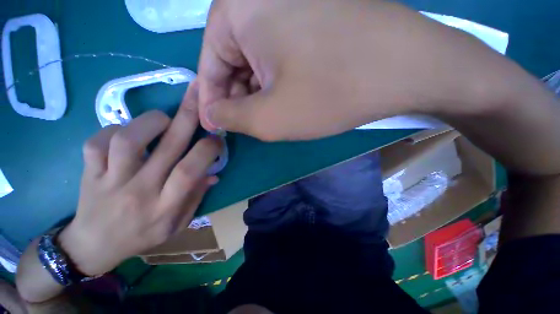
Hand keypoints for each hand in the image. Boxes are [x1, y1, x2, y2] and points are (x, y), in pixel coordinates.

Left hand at [58, 83, 221, 275]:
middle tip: (199, 96)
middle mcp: (139, 191)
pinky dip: (113, 129)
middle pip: (166, 148)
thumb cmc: (141, 237)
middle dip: (188, 117)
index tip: (217, 139)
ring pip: (128, 140)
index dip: (207, 151)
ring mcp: (108, 180)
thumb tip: (212, 174)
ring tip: (164, 119)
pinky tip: (126, 132)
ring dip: (151, 121)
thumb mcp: (177, 225)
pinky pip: (96, 142)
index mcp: (164, 206)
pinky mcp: (87, 172)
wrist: (93, 247)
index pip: (189, 172)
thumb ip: (196, 197)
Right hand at [198, 0, 509, 140]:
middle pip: (232, 62)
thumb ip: (231, 117)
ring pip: (257, 61)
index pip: (208, 65)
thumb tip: (211, 114)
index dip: (211, 101)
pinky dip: (276, 83)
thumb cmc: (330, 92)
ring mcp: (289, 5)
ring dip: (257, 93)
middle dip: (237, 98)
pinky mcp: (312, 18)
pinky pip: (279, 56)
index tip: (215, 126)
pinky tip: (286, 100)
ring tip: (267, 117)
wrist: (403, 68)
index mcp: (239, 11)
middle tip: (245, 126)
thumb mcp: (270, 117)